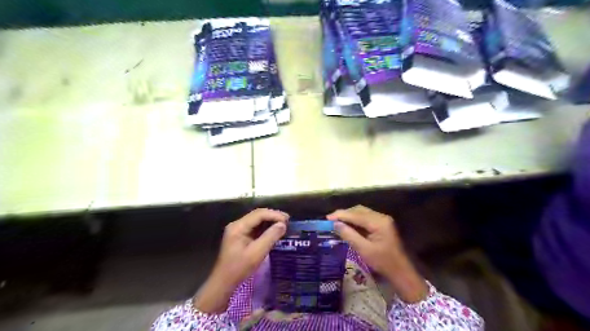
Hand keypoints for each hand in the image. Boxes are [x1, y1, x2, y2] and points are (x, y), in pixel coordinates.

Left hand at [195, 210, 289, 312]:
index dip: (274, 215)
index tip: (287, 220)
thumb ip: (270, 237)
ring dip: (270, 221)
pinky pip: (255, 227)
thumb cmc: (239, 268)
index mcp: (238, 226)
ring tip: (283, 225)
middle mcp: (237, 224)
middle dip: (273, 216)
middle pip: (258, 215)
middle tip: (288, 221)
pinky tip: (274, 231)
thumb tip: (283, 224)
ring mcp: (238, 230)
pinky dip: (266, 228)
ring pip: (257, 220)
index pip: (259, 214)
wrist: (223, 282)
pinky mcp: (241, 236)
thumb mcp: (257, 253)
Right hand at [328, 205, 428, 303]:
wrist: (401, 271)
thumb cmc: (383, 262)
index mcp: (378, 222)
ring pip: (361, 213)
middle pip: (358, 210)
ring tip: (336, 222)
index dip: (340, 215)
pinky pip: (365, 218)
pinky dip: (355, 220)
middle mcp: (381, 217)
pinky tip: (347, 225)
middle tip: (330, 220)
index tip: (327, 218)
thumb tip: (335, 224)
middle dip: (344, 214)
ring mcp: (382, 220)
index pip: (355, 214)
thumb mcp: (364, 250)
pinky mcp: (381, 224)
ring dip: (349, 216)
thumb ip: (349, 235)